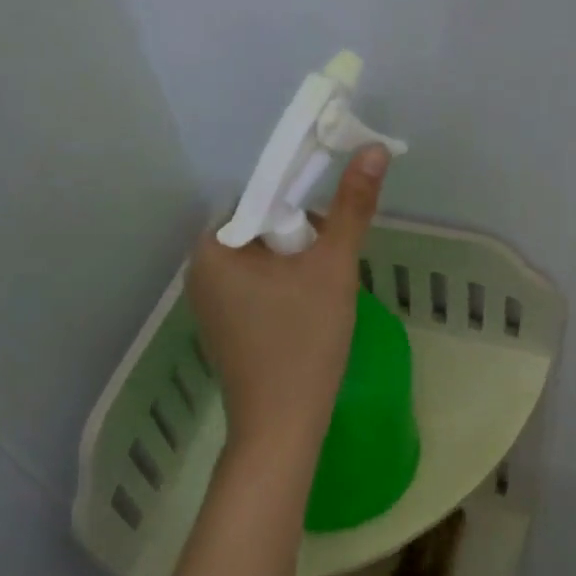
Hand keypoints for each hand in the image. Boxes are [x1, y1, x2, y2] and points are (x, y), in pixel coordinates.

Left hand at [187, 146, 389, 456]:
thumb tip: (375, 149)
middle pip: (262, 230)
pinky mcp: (223, 329)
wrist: (282, 427)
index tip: (332, 230)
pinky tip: (306, 318)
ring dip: (297, 268)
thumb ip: (353, 207)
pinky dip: (284, 293)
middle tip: (331, 271)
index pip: (260, 198)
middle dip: (302, 241)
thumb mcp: (333, 268)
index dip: (302, 205)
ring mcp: (208, 304)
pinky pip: (256, 291)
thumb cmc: (304, 342)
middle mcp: (199, 270)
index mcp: (212, 247)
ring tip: (323, 297)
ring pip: (262, 263)